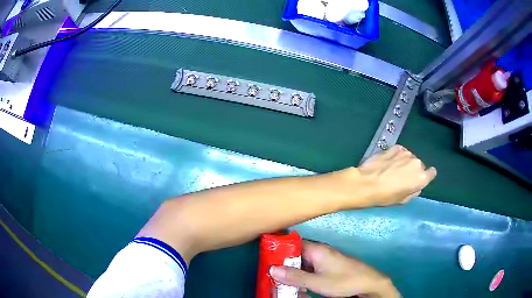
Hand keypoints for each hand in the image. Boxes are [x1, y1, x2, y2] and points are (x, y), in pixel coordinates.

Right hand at [269, 241, 399, 297]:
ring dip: (293, 273)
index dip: (279, 250)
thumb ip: (295, 276)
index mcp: (317, 249)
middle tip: (271, 275)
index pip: (292, 244)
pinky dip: (302, 277)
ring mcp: (325, 260)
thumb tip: (272, 269)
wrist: (369, 283)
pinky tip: (298, 287)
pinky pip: (311, 270)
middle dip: (284, 265)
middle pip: (296, 255)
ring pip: (303, 264)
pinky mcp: (329, 267)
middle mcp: (320, 251)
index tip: (267, 259)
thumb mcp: (317, 282)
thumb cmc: (344, 280)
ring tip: (281, 283)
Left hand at [357, 145, 436, 205]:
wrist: (367, 182)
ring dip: (405, 162)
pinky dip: (397, 156)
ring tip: (392, 169)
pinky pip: (401, 152)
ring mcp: (407, 153)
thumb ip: (414, 191)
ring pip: (410, 158)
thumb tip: (416, 186)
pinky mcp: (396, 147)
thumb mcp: (402, 200)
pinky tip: (388, 162)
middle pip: (419, 166)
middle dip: (413, 170)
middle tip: (401, 177)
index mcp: (421, 178)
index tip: (419, 178)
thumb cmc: (385, 196)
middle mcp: (417, 163)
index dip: (426, 176)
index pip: (431, 173)